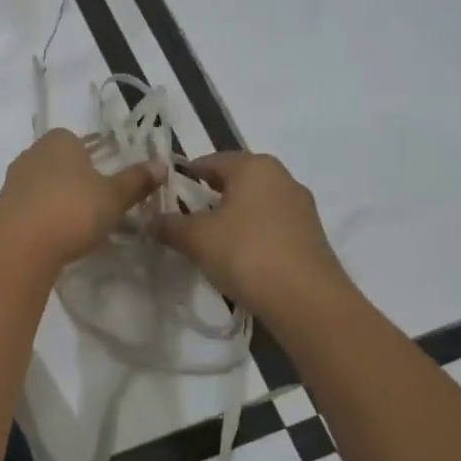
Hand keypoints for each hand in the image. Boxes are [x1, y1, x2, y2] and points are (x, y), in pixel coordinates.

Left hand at [0, 130, 164, 269]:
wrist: (21, 246)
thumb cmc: (74, 210)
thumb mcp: (114, 196)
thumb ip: (137, 180)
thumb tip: (160, 165)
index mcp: (59, 140)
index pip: (79, 141)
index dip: (95, 158)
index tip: (108, 181)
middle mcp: (32, 153)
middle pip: (61, 163)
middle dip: (77, 180)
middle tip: (98, 205)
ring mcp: (14, 180)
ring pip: (45, 185)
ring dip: (60, 200)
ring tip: (80, 224)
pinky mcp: (3, 208)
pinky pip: (31, 206)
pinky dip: (45, 216)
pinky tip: (57, 235)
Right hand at [155, 152, 348, 316]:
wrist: (306, 300)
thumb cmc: (246, 253)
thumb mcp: (197, 238)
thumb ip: (170, 225)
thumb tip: (150, 221)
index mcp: (254, 166)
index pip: (211, 160)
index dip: (185, 175)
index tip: (165, 194)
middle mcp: (282, 178)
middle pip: (236, 181)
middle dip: (209, 197)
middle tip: (183, 219)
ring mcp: (301, 207)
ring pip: (255, 204)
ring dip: (232, 218)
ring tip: (208, 242)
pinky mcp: (310, 236)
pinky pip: (271, 226)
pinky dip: (251, 235)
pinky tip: (238, 258)